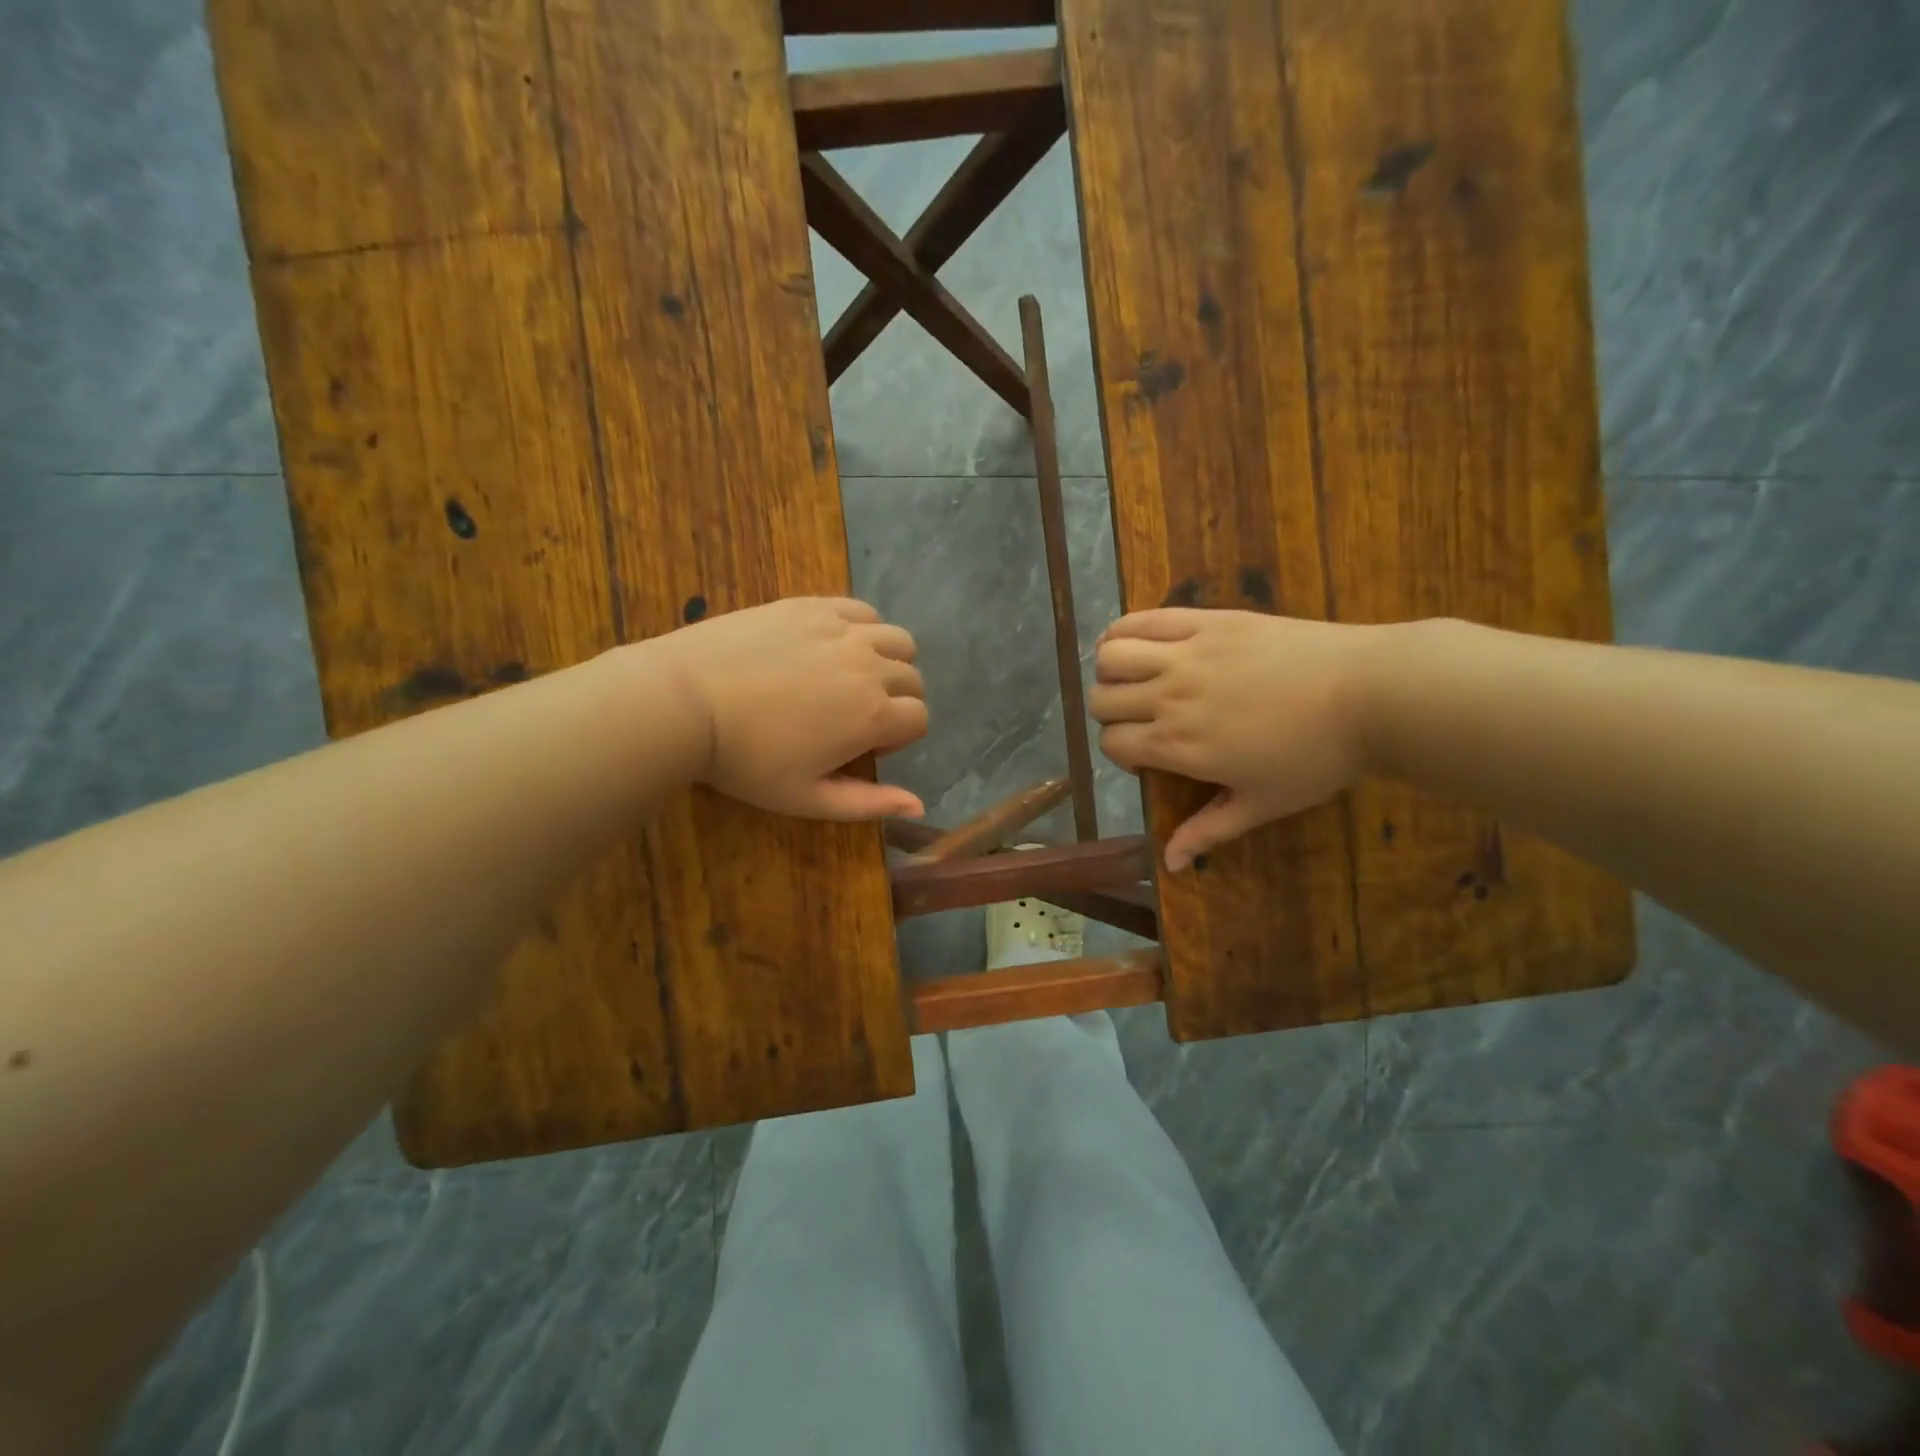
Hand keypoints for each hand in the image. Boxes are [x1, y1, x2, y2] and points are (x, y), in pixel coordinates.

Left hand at [647, 597, 928, 820]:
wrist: (686, 701)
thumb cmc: (746, 760)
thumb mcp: (807, 798)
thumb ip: (868, 804)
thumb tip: (919, 804)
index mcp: (874, 716)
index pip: (920, 719)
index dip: (898, 738)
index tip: (864, 747)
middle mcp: (870, 666)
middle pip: (912, 678)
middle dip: (897, 700)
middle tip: (855, 716)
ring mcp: (842, 630)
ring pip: (897, 640)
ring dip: (889, 660)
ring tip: (852, 676)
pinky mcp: (813, 606)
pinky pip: (862, 611)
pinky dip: (863, 628)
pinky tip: (834, 645)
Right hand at [1090, 609, 1380, 870]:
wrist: (1370, 694)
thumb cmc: (1318, 757)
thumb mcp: (1263, 803)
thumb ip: (1209, 830)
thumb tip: (1169, 865)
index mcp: (1179, 745)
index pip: (1112, 744)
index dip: (1122, 753)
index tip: (1149, 756)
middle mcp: (1169, 698)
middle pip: (1102, 700)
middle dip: (1111, 714)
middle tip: (1141, 718)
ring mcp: (1185, 654)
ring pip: (1111, 656)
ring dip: (1111, 671)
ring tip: (1133, 678)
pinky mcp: (1206, 621)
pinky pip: (1143, 619)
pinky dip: (1123, 630)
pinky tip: (1131, 642)